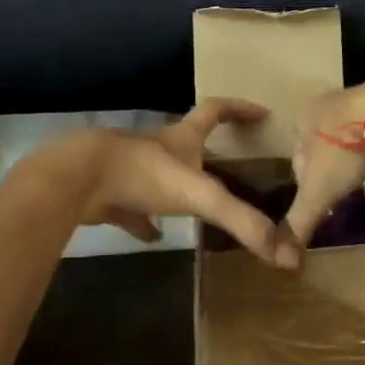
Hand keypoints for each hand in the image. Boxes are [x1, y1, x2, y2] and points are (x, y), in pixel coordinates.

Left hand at [48, 99, 299, 268]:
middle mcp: (157, 147)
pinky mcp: (108, 192)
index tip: (261, 113)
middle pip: (185, 141)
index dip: (240, 109)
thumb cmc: (143, 174)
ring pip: (157, 174)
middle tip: (227, 168)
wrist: (77, 178)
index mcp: (182, 138)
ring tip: (193, 208)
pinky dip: (142, 219)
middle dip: (205, 151)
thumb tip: (286, 255)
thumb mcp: (201, 196)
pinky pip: (130, 206)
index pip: (216, 111)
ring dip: (174, 186)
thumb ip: (242, 222)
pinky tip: (150, 236)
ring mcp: (129, 167)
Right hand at [283, 78, 364, 248]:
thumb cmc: (343, 150)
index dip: (306, 182)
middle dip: (334, 170)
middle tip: (344, 194)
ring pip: (355, 139)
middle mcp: (327, 104)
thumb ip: (299, 224)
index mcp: (302, 119)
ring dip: (360, 162)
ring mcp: (360, 100)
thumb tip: (282, 260)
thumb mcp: (317, 192)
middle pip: (326, 145)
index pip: (296, 157)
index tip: (320, 201)